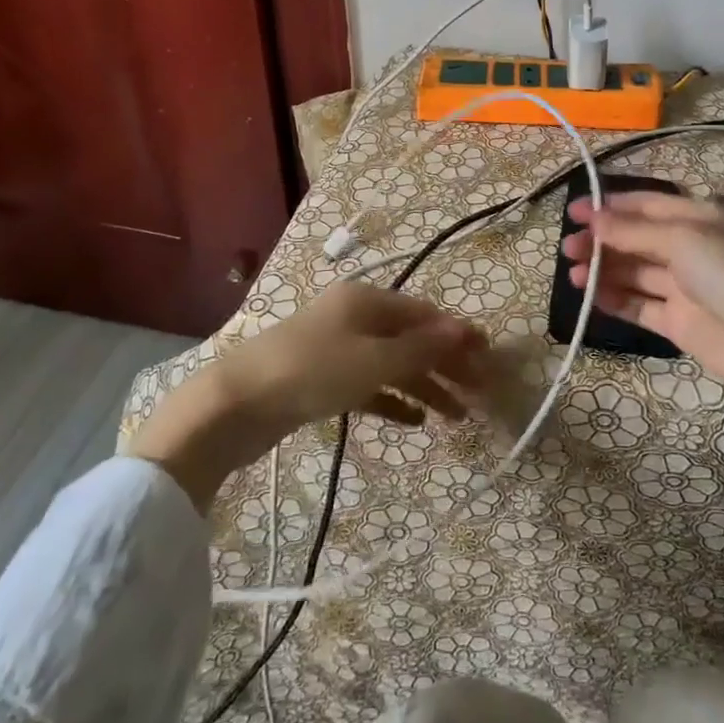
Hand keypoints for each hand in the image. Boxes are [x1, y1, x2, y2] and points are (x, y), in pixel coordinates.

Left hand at [129, 283, 484, 509]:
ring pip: (393, 364)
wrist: (234, 405)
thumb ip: (422, 348)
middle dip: (446, 365)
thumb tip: (464, 330)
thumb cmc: (311, 372)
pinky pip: (369, 386)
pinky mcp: (322, 379)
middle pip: (412, 339)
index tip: (489, 358)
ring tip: (457, 417)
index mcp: (367, 300)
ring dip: (425, 387)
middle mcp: (355, 317)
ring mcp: (337, 348)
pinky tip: (415, 422)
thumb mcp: (373, 361)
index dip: (458, 334)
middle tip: (479, 393)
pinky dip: (393, 400)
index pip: (425, 314)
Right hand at [560, 191, 723, 409]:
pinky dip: (614, 299)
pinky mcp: (677, 323)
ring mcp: (683, 288)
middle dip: (601, 240)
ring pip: (634, 272)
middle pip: (635, 239)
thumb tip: (592, 219)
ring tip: (574, 274)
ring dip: (603, 269)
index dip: (610, 206)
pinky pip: (638, 305)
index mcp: (699, 218)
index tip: (574, 212)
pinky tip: (590, 296)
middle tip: (568, 248)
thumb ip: (633, 231)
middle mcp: (690, 249)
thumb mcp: (684, 240)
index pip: (647, 204)